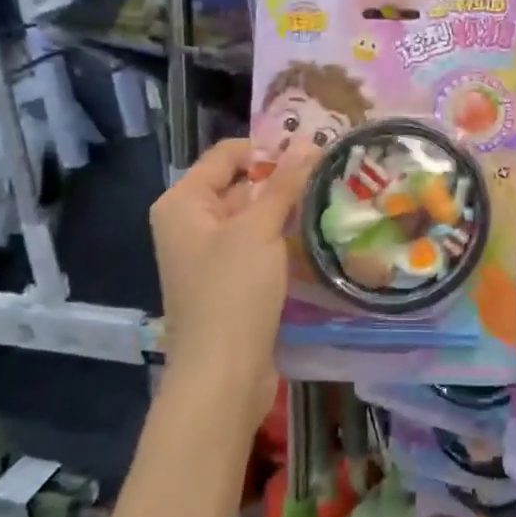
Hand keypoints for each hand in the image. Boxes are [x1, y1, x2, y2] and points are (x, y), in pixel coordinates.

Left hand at [150, 138, 316, 428]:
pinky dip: (284, 237)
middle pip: (241, 183)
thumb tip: (309, 142)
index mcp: (183, 202)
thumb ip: (284, 183)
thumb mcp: (259, 230)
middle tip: (331, 173)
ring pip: (254, 216)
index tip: (314, 151)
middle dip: (283, 178)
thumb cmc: (232, 292)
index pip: (228, 154)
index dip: (268, 148)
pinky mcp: (230, 280)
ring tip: (332, 198)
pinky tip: (317, 234)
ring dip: (288, 209)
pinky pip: (259, 244)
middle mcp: (191, 222)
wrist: (222, 374)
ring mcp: (210, 254)